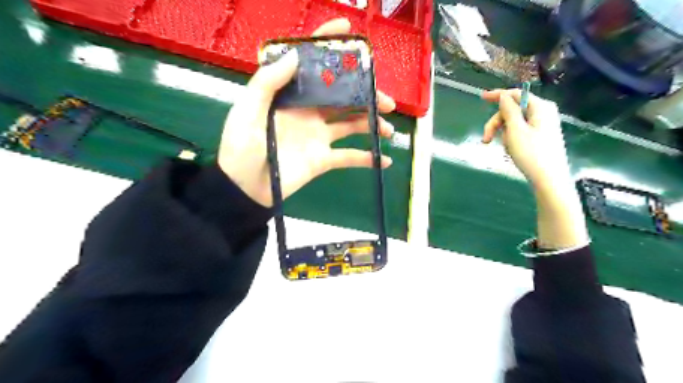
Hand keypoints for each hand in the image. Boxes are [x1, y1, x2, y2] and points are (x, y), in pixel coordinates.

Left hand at [216, 19, 397, 206]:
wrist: (245, 188)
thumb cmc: (241, 147)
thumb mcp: (247, 111)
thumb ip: (267, 82)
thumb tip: (295, 54)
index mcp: (292, 97)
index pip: (313, 67)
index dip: (329, 46)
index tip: (350, 32)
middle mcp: (309, 113)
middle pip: (343, 97)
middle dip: (367, 95)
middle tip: (387, 101)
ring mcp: (319, 137)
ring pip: (352, 125)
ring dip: (372, 124)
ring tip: (389, 129)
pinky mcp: (324, 159)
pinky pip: (349, 157)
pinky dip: (367, 158)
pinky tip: (384, 160)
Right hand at [479, 87, 572, 188]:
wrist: (549, 179)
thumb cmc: (531, 153)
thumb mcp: (515, 130)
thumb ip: (508, 110)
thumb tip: (503, 96)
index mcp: (540, 107)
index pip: (515, 94)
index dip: (498, 95)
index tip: (482, 97)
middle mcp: (543, 112)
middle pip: (512, 110)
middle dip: (497, 123)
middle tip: (486, 140)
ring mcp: (542, 125)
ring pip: (514, 122)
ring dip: (503, 132)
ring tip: (504, 148)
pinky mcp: (540, 136)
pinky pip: (520, 130)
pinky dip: (511, 137)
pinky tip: (511, 149)